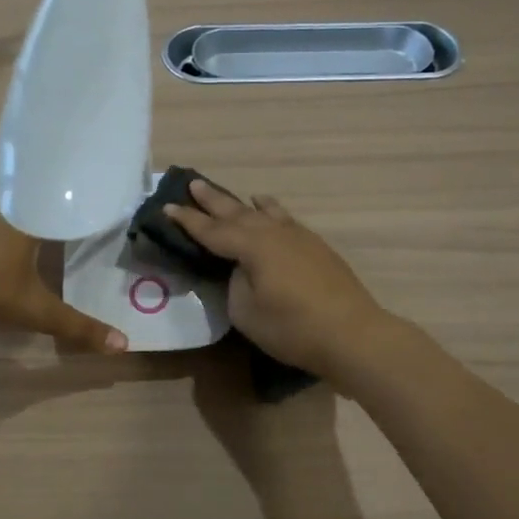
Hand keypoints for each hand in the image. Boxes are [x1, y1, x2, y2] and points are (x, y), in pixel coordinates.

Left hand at [0, 198, 128, 353]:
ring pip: (4, 204)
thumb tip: (122, 344)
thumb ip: (76, 326)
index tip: (90, 204)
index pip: (59, 199)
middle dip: (47, 205)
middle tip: (64, 213)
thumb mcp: (35, 310)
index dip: (75, 202)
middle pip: (32, 197)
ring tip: (35, 223)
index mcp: (29, 216)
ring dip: (19, 212)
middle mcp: (2, 206)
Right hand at [166, 181, 387, 378]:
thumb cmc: (292, 328)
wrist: (351, 334)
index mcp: (252, 246)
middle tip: (193, 184)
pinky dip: (272, 211)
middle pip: (237, 212)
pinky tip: (272, 211)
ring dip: (244, 204)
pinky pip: (285, 220)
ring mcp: (299, 237)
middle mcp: (274, 233)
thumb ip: (236, 284)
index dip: (188, 221)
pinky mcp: (317, 247)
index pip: (212, 231)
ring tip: (232, 196)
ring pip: (265, 212)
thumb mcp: (246, 312)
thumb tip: (241, 269)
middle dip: (213, 201)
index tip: (167, 208)